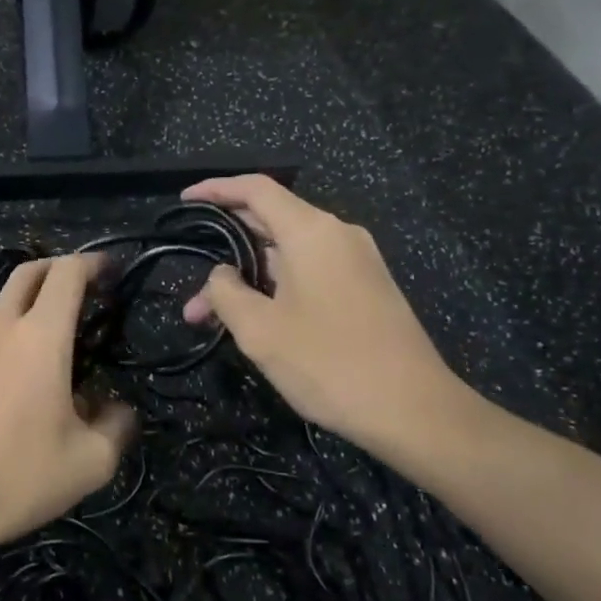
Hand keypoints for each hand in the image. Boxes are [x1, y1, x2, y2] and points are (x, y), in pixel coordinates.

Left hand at [0, 254, 135, 564]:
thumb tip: (117, 410)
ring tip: (56, 350)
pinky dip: (8, 343)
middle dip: (59, 269)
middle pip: (29, 273)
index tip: (111, 272)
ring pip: (3, 308)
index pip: (67, 273)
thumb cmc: (17, 477)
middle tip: (85, 288)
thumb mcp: (89, 463)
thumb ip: (116, 427)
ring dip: (31, 310)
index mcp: (39, 336)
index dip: (93, 262)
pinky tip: (18, 388)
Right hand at [180, 177, 482, 469]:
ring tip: (209, 319)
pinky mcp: (366, 289)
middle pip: (270, 222)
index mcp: (311, 232)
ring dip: (247, 280)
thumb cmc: (329, 363)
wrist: (414, 411)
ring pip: (287, 256)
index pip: (256, 189)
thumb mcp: (260, 330)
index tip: (185, 201)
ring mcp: (357, 262)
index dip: (216, 189)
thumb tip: (222, 275)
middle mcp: (337, 235)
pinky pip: (310, 273)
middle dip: (224, 251)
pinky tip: (254, 320)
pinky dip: (275, 288)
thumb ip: (227, 292)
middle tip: (190, 287)